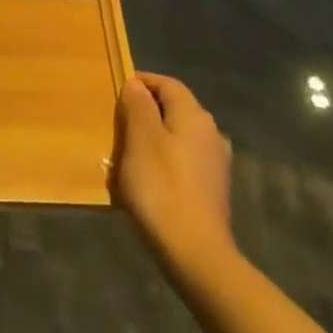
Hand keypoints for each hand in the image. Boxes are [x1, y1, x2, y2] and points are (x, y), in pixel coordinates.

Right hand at [110, 72, 235, 268]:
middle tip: (117, 121)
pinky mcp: (212, 188)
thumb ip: (138, 107)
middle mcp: (211, 133)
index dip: (143, 81)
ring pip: (179, 135)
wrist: (195, 251)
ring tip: (127, 150)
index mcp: (194, 116)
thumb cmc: (161, 187)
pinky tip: (147, 177)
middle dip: (147, 109)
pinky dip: (164, 158)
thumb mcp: (140, 140)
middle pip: (176, 109)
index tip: (117, 89)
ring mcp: (215, 162)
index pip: (168, 84)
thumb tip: (136, 84)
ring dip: (154, 136)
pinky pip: (183, 159)